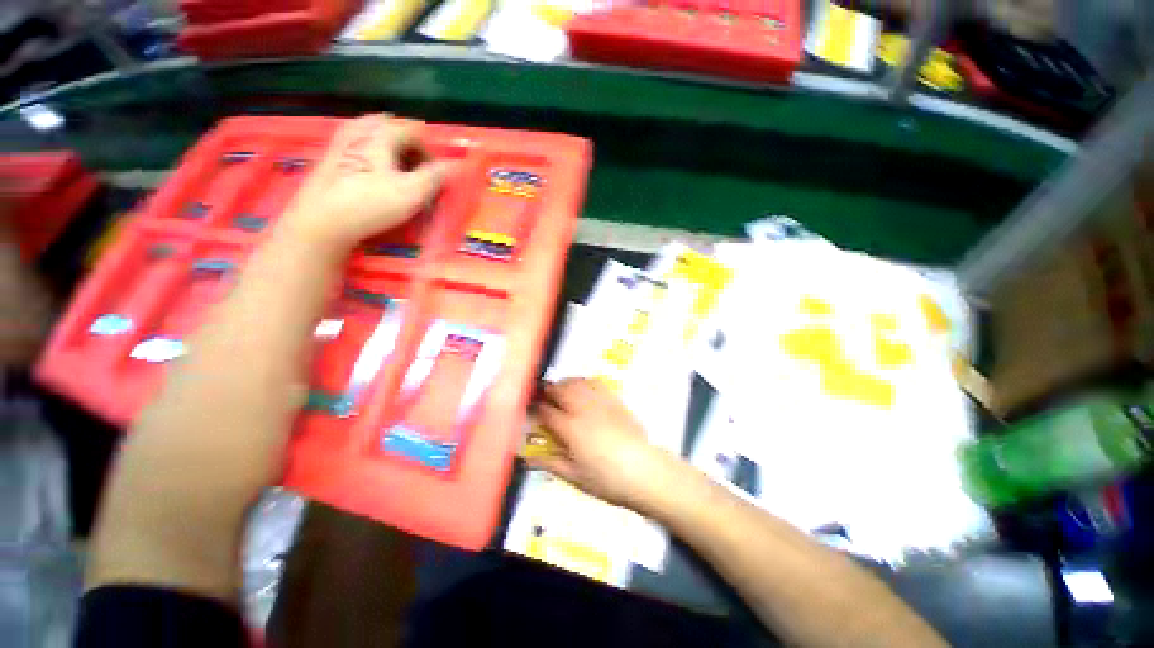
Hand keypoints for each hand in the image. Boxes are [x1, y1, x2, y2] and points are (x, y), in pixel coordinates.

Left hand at [276, 114, 453, 255]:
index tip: (434, 178)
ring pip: (377, 138)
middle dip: (411, 151)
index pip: (416, 132)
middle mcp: (361, 127)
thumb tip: (451, 166)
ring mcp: (343, 139)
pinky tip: (375, 177)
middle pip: (395, 130)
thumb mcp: (412, 193)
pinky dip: (376, 157)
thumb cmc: (371, 203)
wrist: (322, 219)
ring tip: (398, 177)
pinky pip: (362, 146)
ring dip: (393, 154)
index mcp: (382, 132)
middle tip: (417, 175)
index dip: (430, 154)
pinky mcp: (332, 155)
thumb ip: (435, 177)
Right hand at [530, 378, 680, 512]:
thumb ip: (550, 463)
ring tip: (560, 388)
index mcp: (570, 428)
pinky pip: (596, 383)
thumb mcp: (574, 477)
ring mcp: (599, 402)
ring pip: (577, 383)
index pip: (546, 412)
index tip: (531, 409)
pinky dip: (584, 381)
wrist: (643, 470)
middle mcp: (582, 409)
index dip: (536, 409)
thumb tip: (527, 458)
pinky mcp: (614, 400)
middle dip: (549, 391)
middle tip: (544, 395)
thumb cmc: (606, 479)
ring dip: (565, 383)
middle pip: (560, 390)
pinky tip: (583, 386)